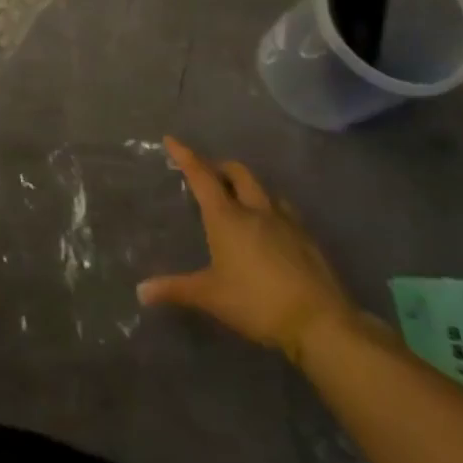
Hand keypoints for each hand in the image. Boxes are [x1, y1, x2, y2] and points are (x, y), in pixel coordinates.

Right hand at [137, 136, 354, 359]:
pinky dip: (271, 210)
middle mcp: (255, 210)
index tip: (171, 140)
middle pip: (237, 172)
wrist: (321, 323)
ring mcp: (286, 222)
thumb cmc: (257, 303)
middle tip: (209, 175)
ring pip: (265, 190)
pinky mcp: (308, 239)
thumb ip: (176, 289)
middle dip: (221, 167)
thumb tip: (141, 291)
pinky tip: (271, 230)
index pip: (202, 176)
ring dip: (249, 188)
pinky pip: (285, 212)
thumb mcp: (211, 296)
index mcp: (227, 217)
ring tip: (241, 201)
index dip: (185, 156)